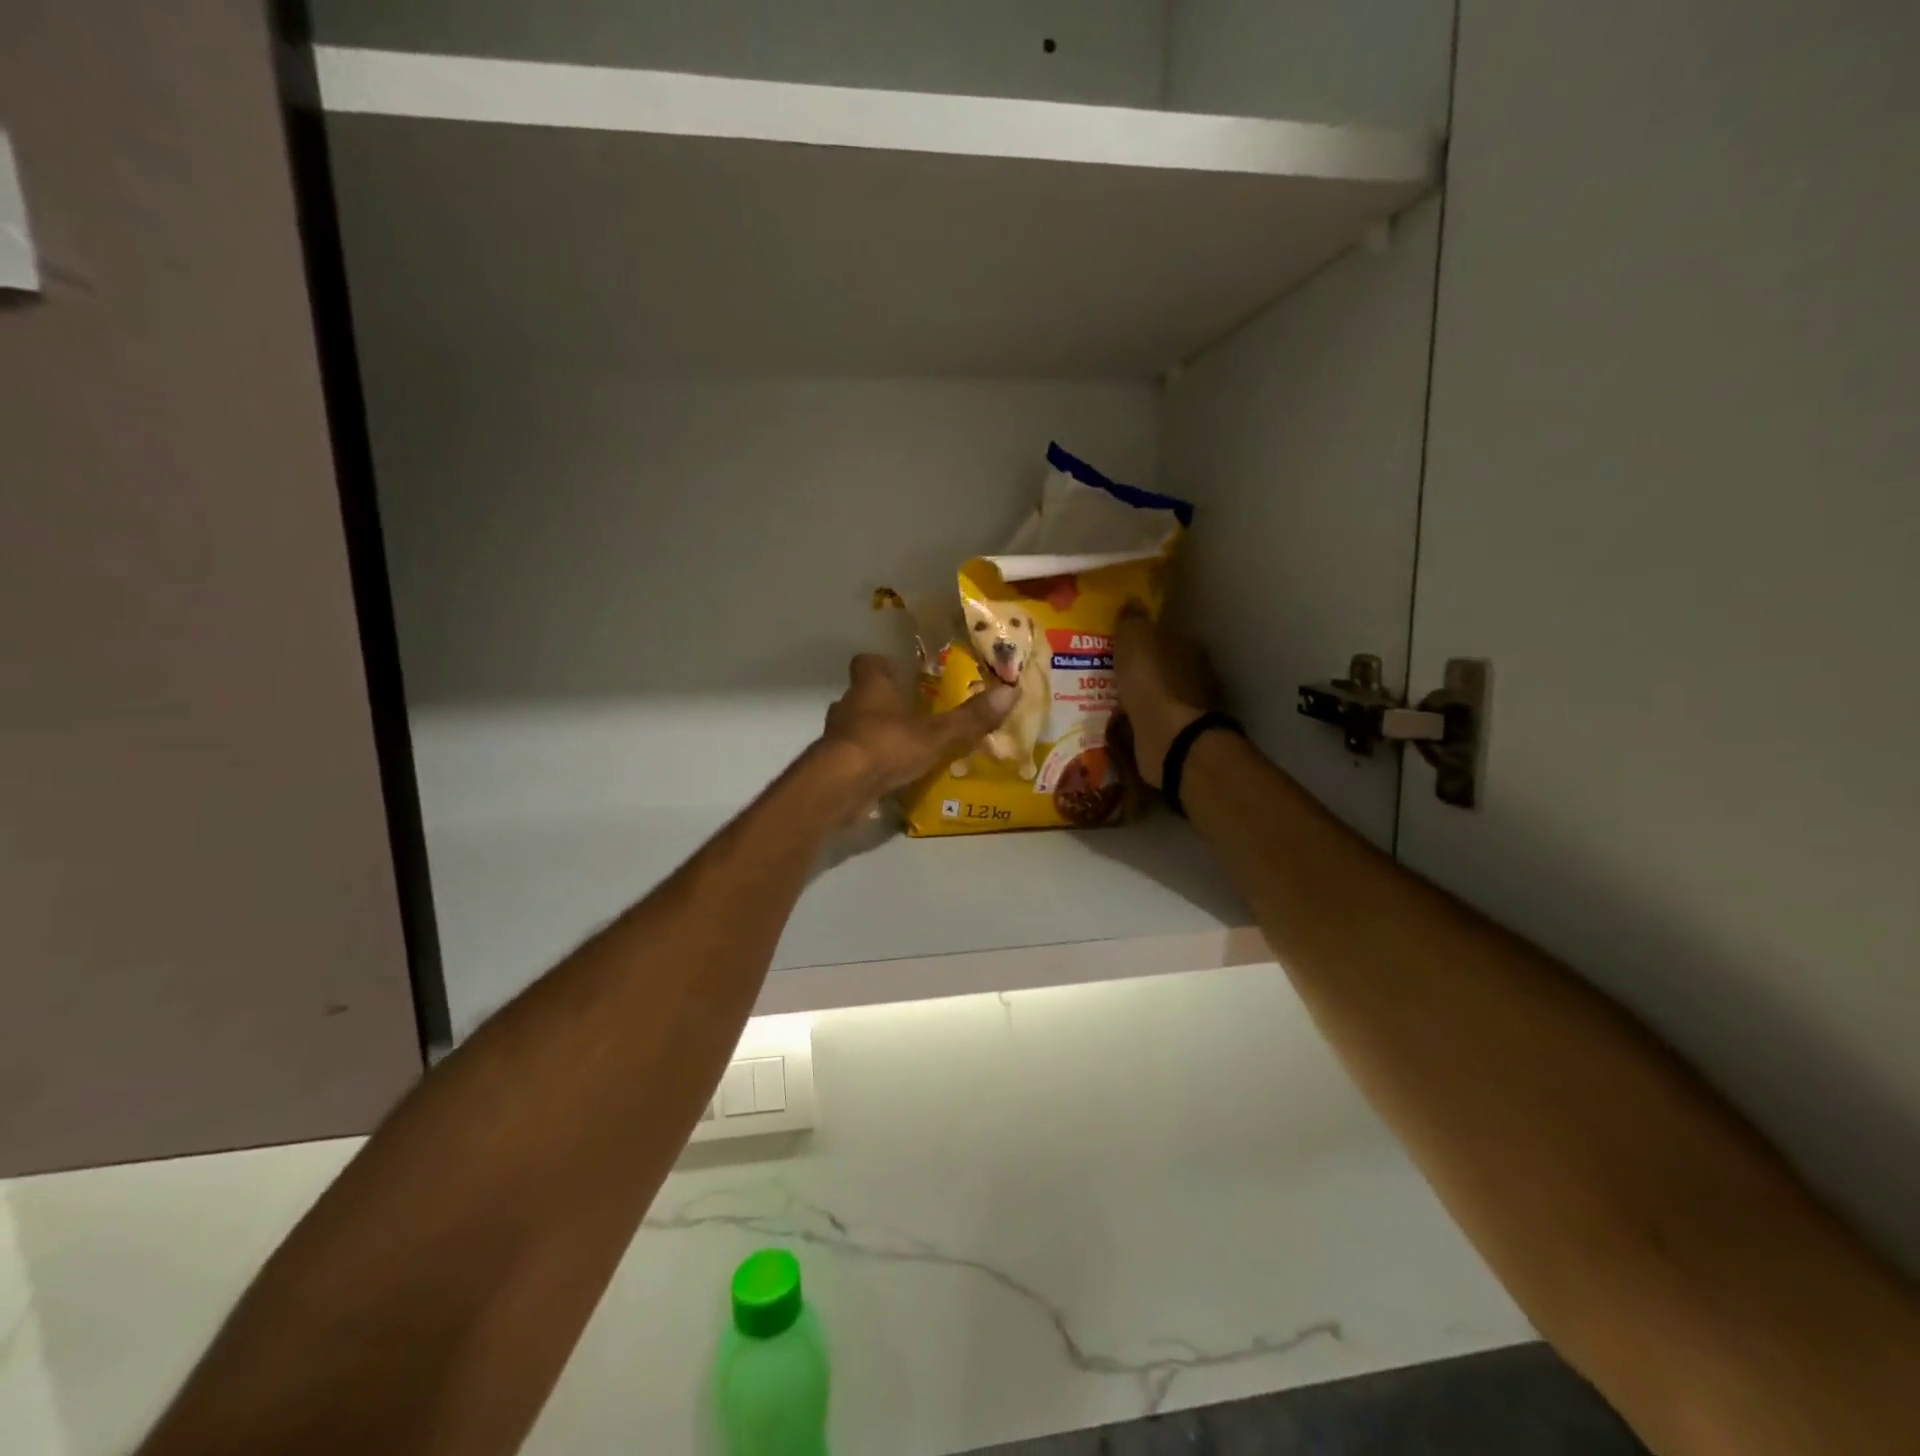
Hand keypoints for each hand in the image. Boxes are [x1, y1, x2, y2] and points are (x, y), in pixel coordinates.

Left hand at [817, 654, 1015, 804]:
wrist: (839, 787)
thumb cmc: (886, 746)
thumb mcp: (937, 734)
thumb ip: (971, 717)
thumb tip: (1012, 690)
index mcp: (870, 688)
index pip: (867, 663)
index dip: (882, 665)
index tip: (899, 672)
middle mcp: (848, 706)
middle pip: (861, 696)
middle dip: (883, 703)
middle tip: (911, 713)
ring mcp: (836, 738)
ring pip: (855, 728)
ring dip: (874, 734)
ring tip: (903, 748)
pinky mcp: (832, 767)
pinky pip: (852, 759)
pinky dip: (868, 765)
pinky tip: (888, 778)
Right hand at [1113, 608, 1219, 787]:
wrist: (1169, 737)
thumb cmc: (1152, 681)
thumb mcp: (1135, 639)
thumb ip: (1132, 620)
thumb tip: (1133, 602)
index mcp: (1189, 647)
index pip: (1166, 636)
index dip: (1143, 639)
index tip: (1119, 644)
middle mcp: (1195, 676)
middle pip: (1162, 667)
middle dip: (1139, 670)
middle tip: (1108, 672)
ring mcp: (1188, 709)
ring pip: (1156, 696)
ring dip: (1136, 697)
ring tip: (1105, 698)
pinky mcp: (1176, 736)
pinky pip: (1149, 722)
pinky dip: (1136, 721)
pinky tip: (1116, 723)